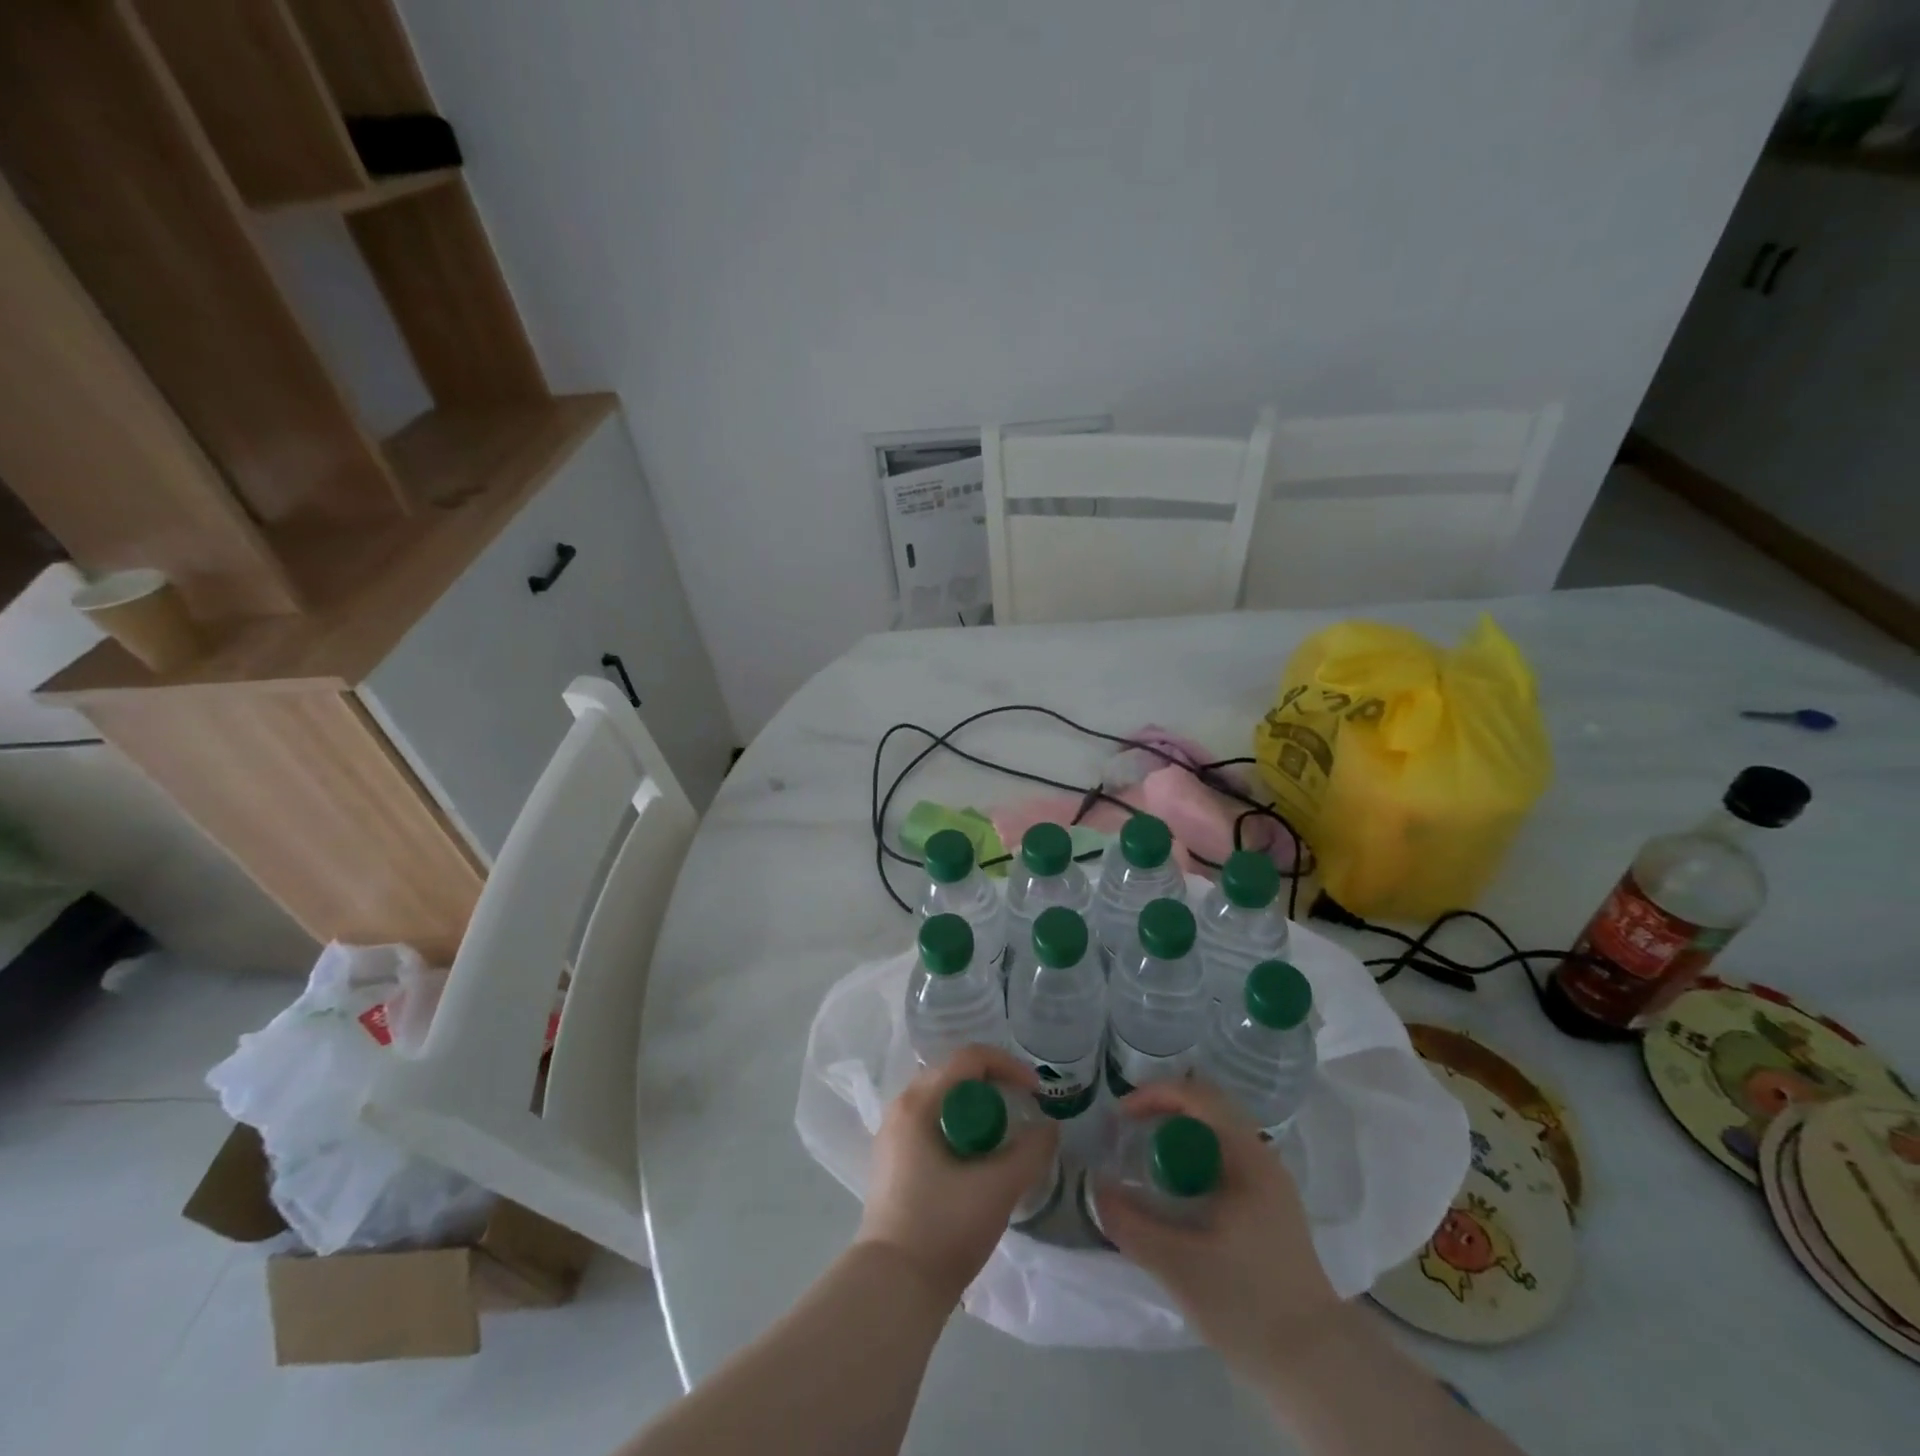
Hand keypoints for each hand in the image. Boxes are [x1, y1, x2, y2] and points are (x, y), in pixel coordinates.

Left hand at [856, 1045, 1059, 1305]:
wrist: (894, 1289)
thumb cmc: (944, 1228)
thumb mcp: (998, 1188)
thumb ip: (1030, 1152)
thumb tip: (1048, 1129)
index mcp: (919, 1102)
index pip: (969, 1059)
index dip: (1008, 1066)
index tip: (1037, 1092)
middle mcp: (900, 1107)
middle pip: (954, 1074)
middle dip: (993, 1084)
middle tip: (1023, 1108)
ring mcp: (893, 1134)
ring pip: (943, 1100)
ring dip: (977, 1108)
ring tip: (1004, 1134)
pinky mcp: (893, 1160)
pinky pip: (932, 1122)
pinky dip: (960, 1126)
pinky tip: (977, 1157)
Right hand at [1096, 1078, 1339, 1370]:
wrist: (1317, 1368)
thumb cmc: (1248, 1304)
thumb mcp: (1178, 1265)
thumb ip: (1130, 1223)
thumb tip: (1095, 1188)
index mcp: (1247, 1157)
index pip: (1198, 1096)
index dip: (1155, 1095)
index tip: (1121, 1116)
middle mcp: (1263, 1158)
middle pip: (1208, 1109)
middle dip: (1163, 1113)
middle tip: (1128, 1134)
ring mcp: (1271, 1185)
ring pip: (1217, 1137)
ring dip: (1178, 1138)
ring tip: (1146, 1163)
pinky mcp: (1271, 1210)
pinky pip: (1225, 1162)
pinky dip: (1194, 1161)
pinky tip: (1176, 1196)